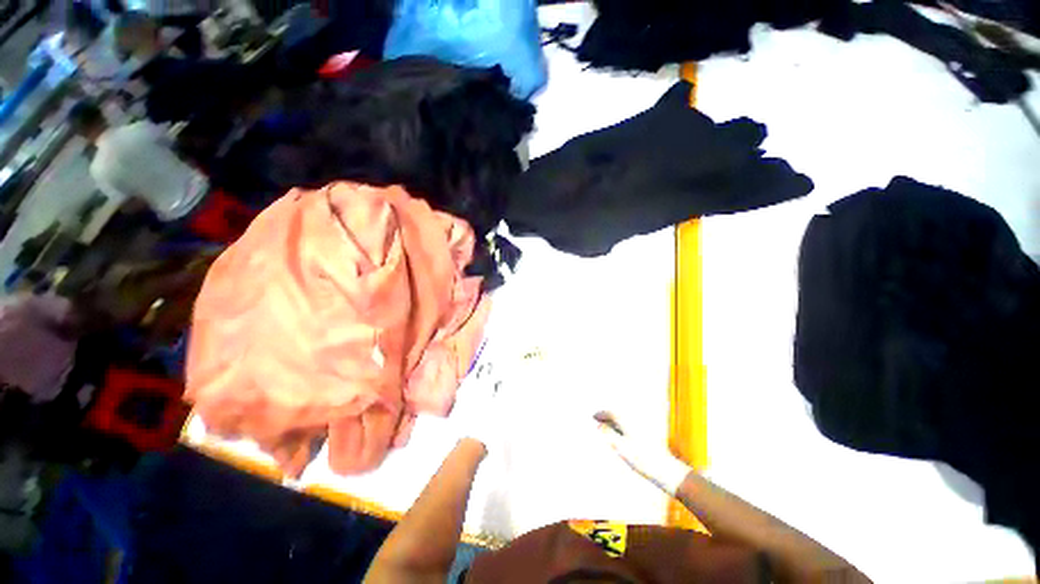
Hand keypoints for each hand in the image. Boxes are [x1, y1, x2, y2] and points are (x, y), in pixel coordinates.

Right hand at [595, 411, 691, 495]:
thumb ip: (609, 434)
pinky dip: (623, 428)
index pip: (611, 412)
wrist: (666, 470)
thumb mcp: (621, 447)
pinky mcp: (649, 436)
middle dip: (608, 416)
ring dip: (616, 422)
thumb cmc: (642, 459)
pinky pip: (631, 426)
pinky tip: (622, 436)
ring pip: (625, 420)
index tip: (594, 416)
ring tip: (608, 428)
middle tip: (599, 421)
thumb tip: (599, 425)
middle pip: (618, 414)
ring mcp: (643, 428)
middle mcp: (635, 421)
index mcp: (628, 421)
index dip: (601, 414)